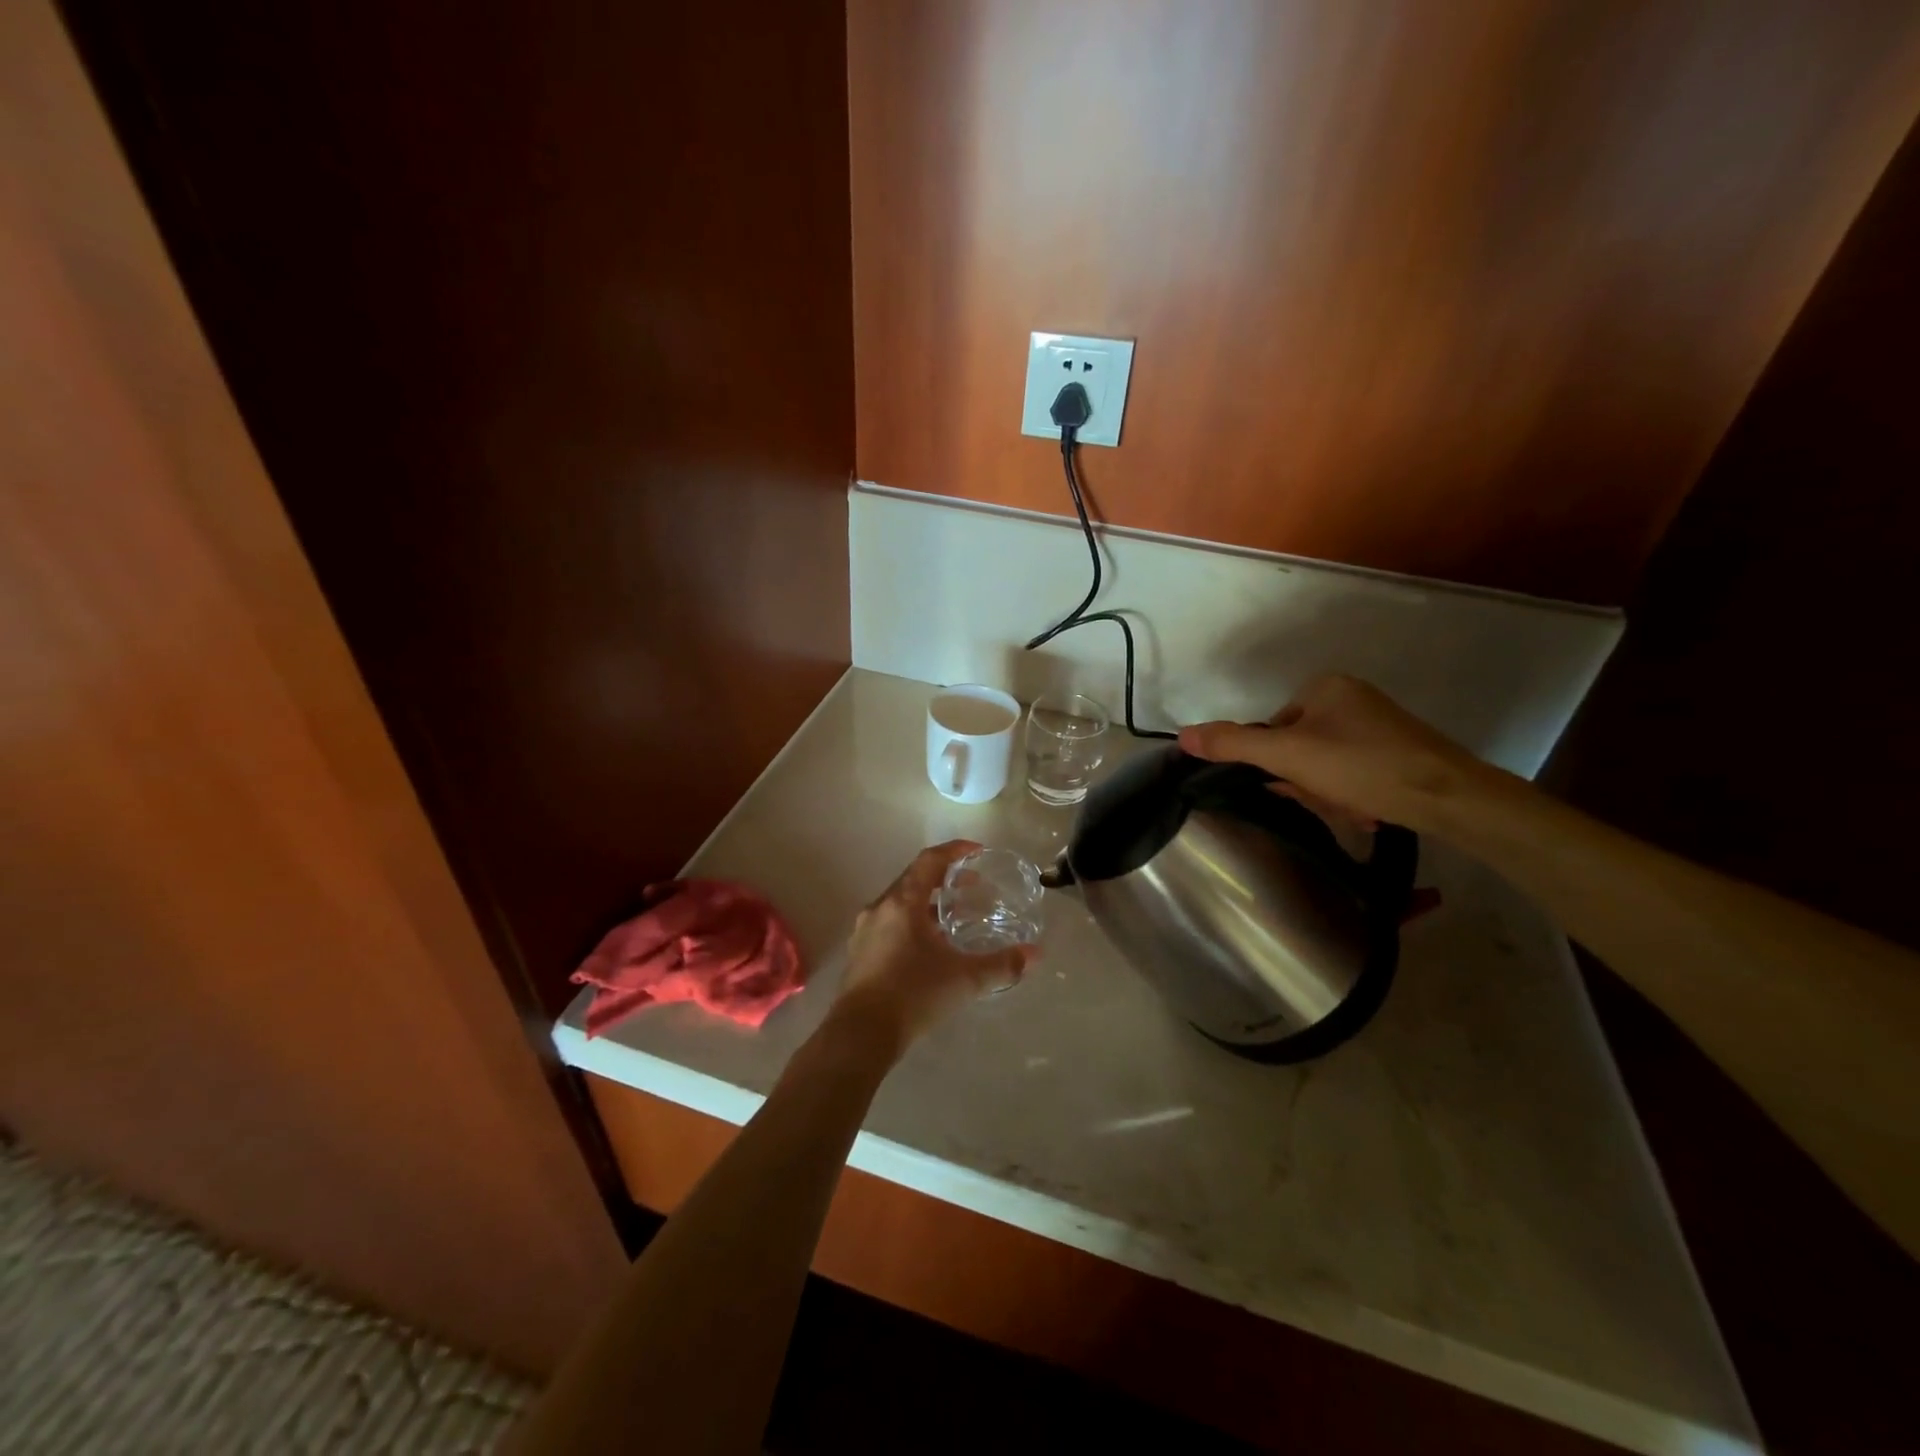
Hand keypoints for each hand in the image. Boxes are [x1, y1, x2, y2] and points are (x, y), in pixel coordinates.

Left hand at [833, 840, 1031, 1055]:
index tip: (977, 852)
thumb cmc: (913, 994)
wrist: (860, 1034)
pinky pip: (890, 924)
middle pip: (914, 879)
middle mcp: (880, 908)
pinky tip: (929, 948)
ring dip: (928, 904)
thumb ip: (1001, 965)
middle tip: (973, 886)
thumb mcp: (964, 979)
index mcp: (902, 902)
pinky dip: (913, 923)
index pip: (929, 860)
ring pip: (901, 903)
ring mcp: (865, 931)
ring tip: (954, 919)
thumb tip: (1035, 955)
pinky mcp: (860, 954)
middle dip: (944, 878)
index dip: (955, 851)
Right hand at [1178, 674, 1500, 835]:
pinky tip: (1369, 810)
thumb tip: (1181, 735)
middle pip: (1299, 749)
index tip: (1295, 786)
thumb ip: (1233, 744)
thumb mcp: (1288, 756)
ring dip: (1330, 795)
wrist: (1451, 798)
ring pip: (1326, 767)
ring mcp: (1378, 724)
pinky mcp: (1400, 751)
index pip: (1273, 728)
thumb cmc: (1362, 766)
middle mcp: (1352, 698)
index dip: (1278, 763)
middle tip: (1327, 800)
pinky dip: (1354, 795)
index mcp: (1325, 687)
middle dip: (1307, 783)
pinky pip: (1354, 774)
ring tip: (1354, 808)